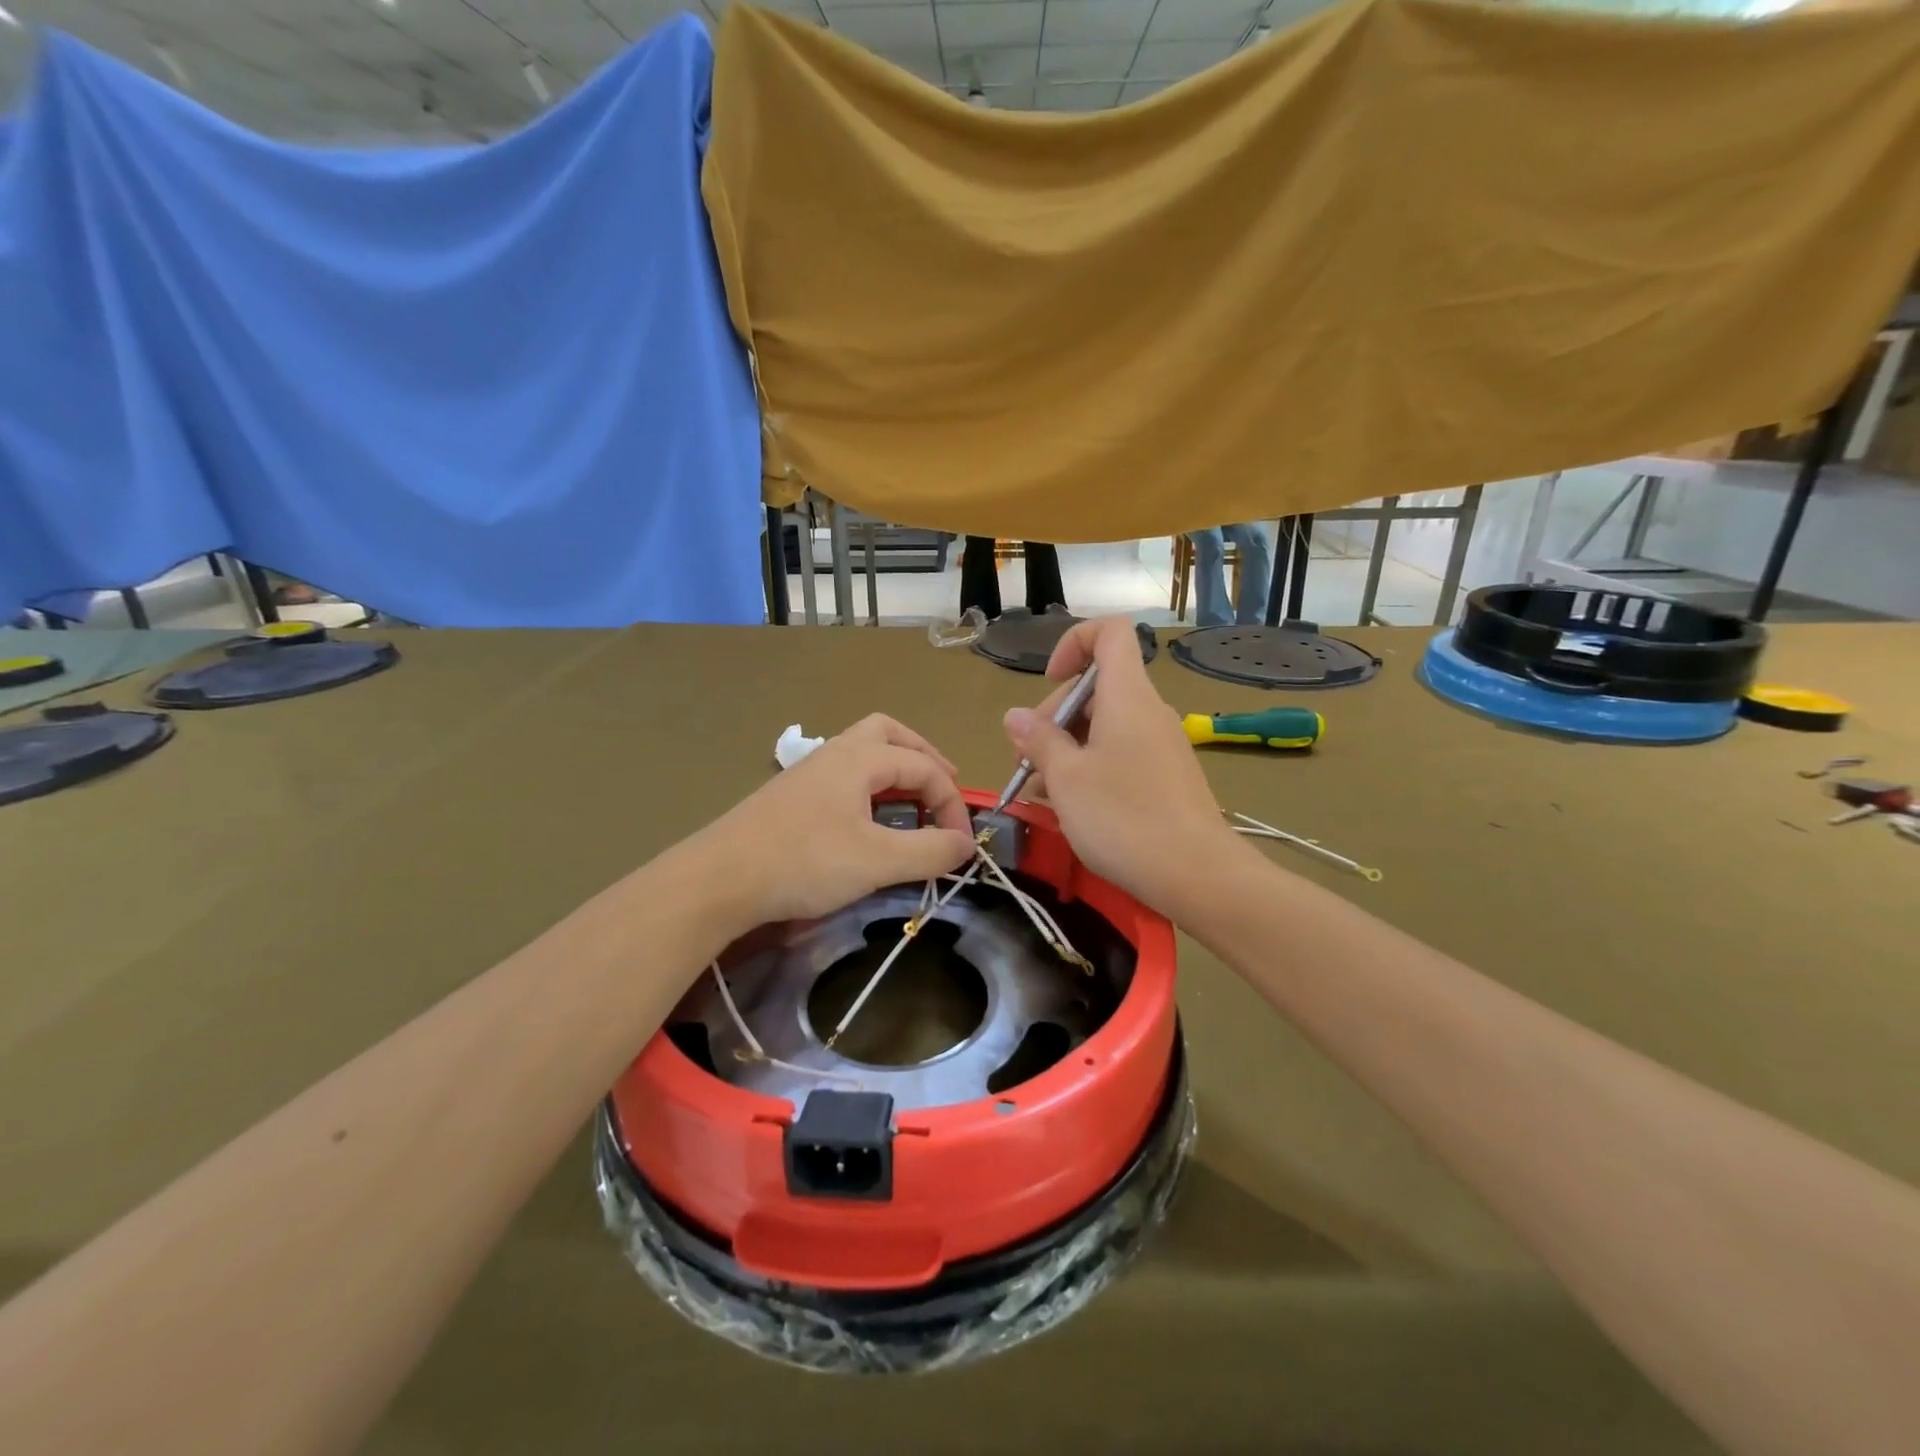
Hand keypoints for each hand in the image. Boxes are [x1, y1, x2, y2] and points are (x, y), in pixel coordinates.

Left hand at [696, 714, 975, 926]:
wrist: (718, 879)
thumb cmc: (803, 861)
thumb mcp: (877, 861)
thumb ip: (929, 851)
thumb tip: (966, 845)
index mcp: (859, 758)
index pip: (924, 768)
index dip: (952, 804)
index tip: (962, 845)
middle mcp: (835, 754)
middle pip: (888, 734)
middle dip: (923, 756)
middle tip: (943, 787)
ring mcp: (809, 773)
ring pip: (862, 752)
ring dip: (894, 769)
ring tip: (912, 801)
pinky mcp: (791, 797)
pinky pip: (843, 775)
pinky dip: (870, 786)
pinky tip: (868, 818)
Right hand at [1003, 617, 1242, 914]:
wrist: (1197, 874)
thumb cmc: (1124, 818)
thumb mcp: (1067, 778)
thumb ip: (1038, 740)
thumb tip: (1016, 715)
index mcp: (1128, 696)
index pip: (1110, 632)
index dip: (1074, 642)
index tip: (1049, 682)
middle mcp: (1148, 710)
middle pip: (1096, 687)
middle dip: (1053, 716)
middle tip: (1027, 762)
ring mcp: (1160, 744)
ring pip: (1104, 726)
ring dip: (1066, 748)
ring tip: (1037, 791)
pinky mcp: (1165, 775)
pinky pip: (1120, 753)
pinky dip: (1090, 767)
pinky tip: (1067, 804)